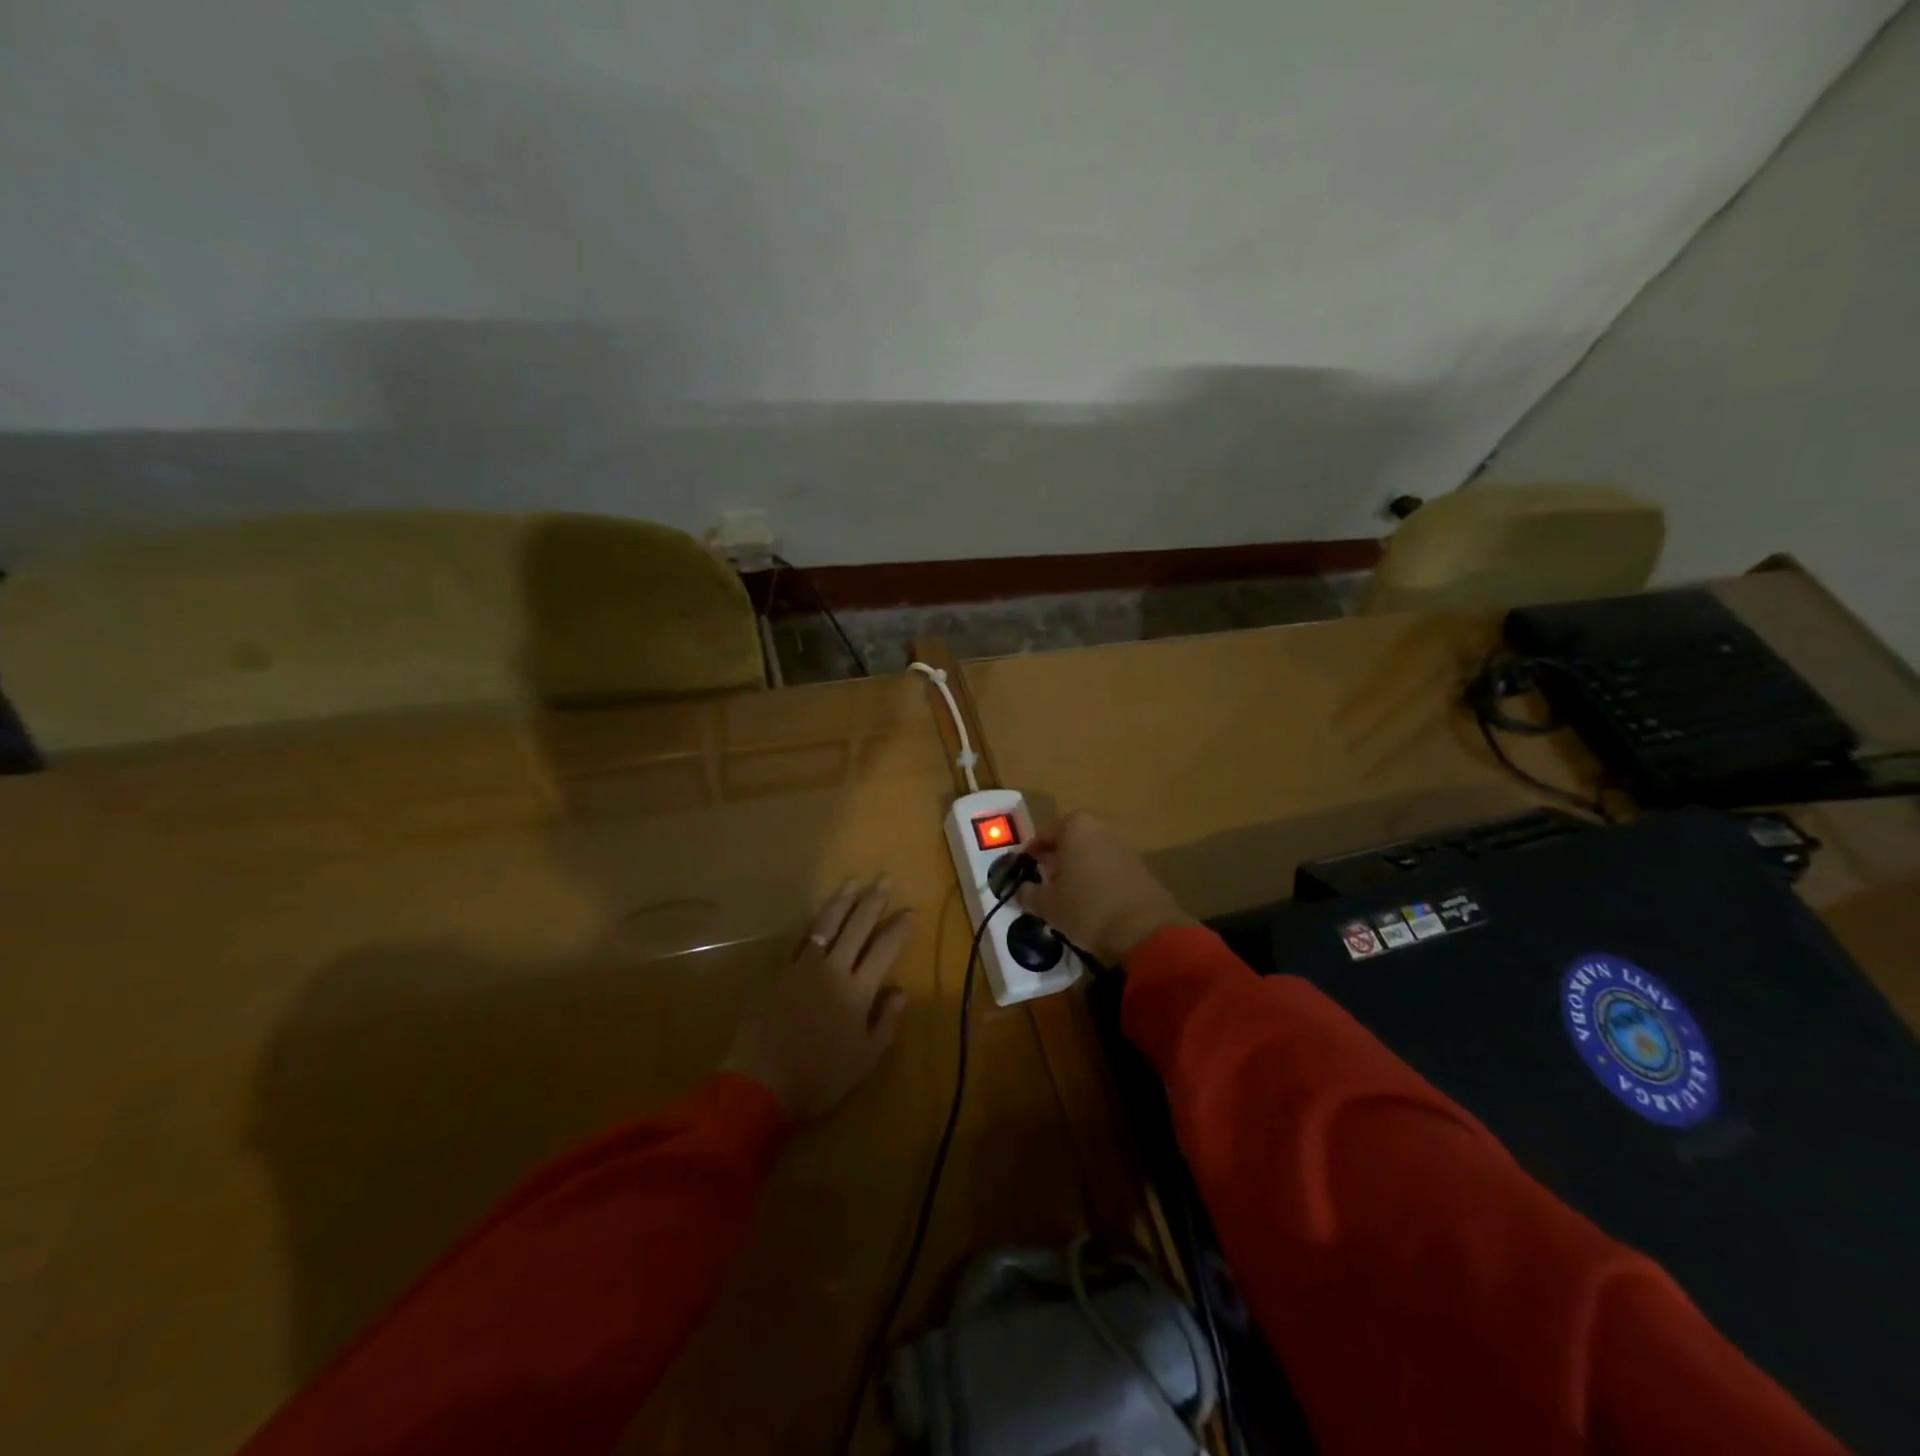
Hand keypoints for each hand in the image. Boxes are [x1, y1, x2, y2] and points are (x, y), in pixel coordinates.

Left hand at [721, 877, 913, 1119]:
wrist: (760, 1083)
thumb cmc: (818, 1077)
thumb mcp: (865, 1060)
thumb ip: (886, 1022)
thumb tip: (899, 990)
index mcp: (858, 991)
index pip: (884, 949)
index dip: (898, 929)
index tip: (909, 911)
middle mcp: (833, 969)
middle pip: (857, 927)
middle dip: (873, 901)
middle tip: (885, 879)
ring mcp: (802, 966)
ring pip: (826, 924)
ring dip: (842, 900)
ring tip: (853, 882)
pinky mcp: (777, 971)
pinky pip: (797, 938)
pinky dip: (810, 921)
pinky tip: (817, 910)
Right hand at [1019, 811, 1193, 965]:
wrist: (1145, 930)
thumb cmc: (1087, 909)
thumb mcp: (1048, 905)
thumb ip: (1029, 894)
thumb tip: (1020, 891)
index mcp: (1075, 827)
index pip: (1044, 835)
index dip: (1030, 854)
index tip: (1021, 871)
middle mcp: (1101, 829)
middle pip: (1070, 841)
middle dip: (1055, 860)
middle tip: (1042, 882)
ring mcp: (1124, 847)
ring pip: (1090, 854)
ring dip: (1077, 870)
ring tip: (1064, 896)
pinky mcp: (1141, 868)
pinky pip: (1109, 868)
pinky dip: (1096, 880)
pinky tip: (1090, 904)